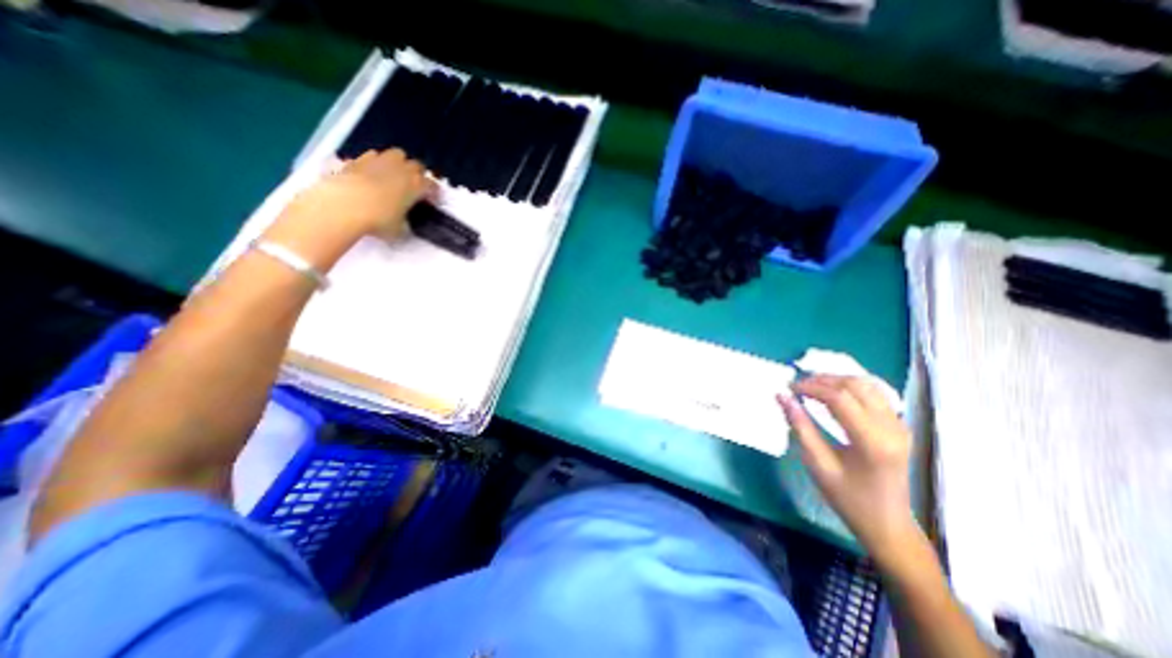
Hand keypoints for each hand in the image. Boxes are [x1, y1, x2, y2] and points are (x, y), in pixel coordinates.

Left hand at [263, 149, 435, 269]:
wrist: (343, 206)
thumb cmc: (379, 220)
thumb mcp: (399, 230)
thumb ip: (406, 224)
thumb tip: (404, 225)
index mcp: (417, 185)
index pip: (432, 186)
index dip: (434, 193)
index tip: (432, 201)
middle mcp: (402, 169)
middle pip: (417, 165)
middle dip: (418, 174)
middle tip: (414, 187)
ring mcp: (379, 161)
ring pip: (397, 154)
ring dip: (399, 163)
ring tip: (394, 176)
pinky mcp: (358, 159)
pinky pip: (373, 156)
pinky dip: (376, 163)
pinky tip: (372, 174)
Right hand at [776, 376, 923, 559]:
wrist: (887, 524)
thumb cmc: (847, 497)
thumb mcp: (817, 463)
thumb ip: (800, 426)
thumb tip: (782, 397)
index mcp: (872, 441)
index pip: (840, 399)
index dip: (811, 388)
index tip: (789, 388)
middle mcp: (892, 428)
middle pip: (856, 386)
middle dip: (823, 380)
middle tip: (798, 386)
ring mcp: (900, 426)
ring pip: (868, 385)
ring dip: (837, 380)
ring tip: (813, 386)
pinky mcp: (899, 426)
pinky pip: (875, 394)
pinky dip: (851, 388)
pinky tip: (834, 394)